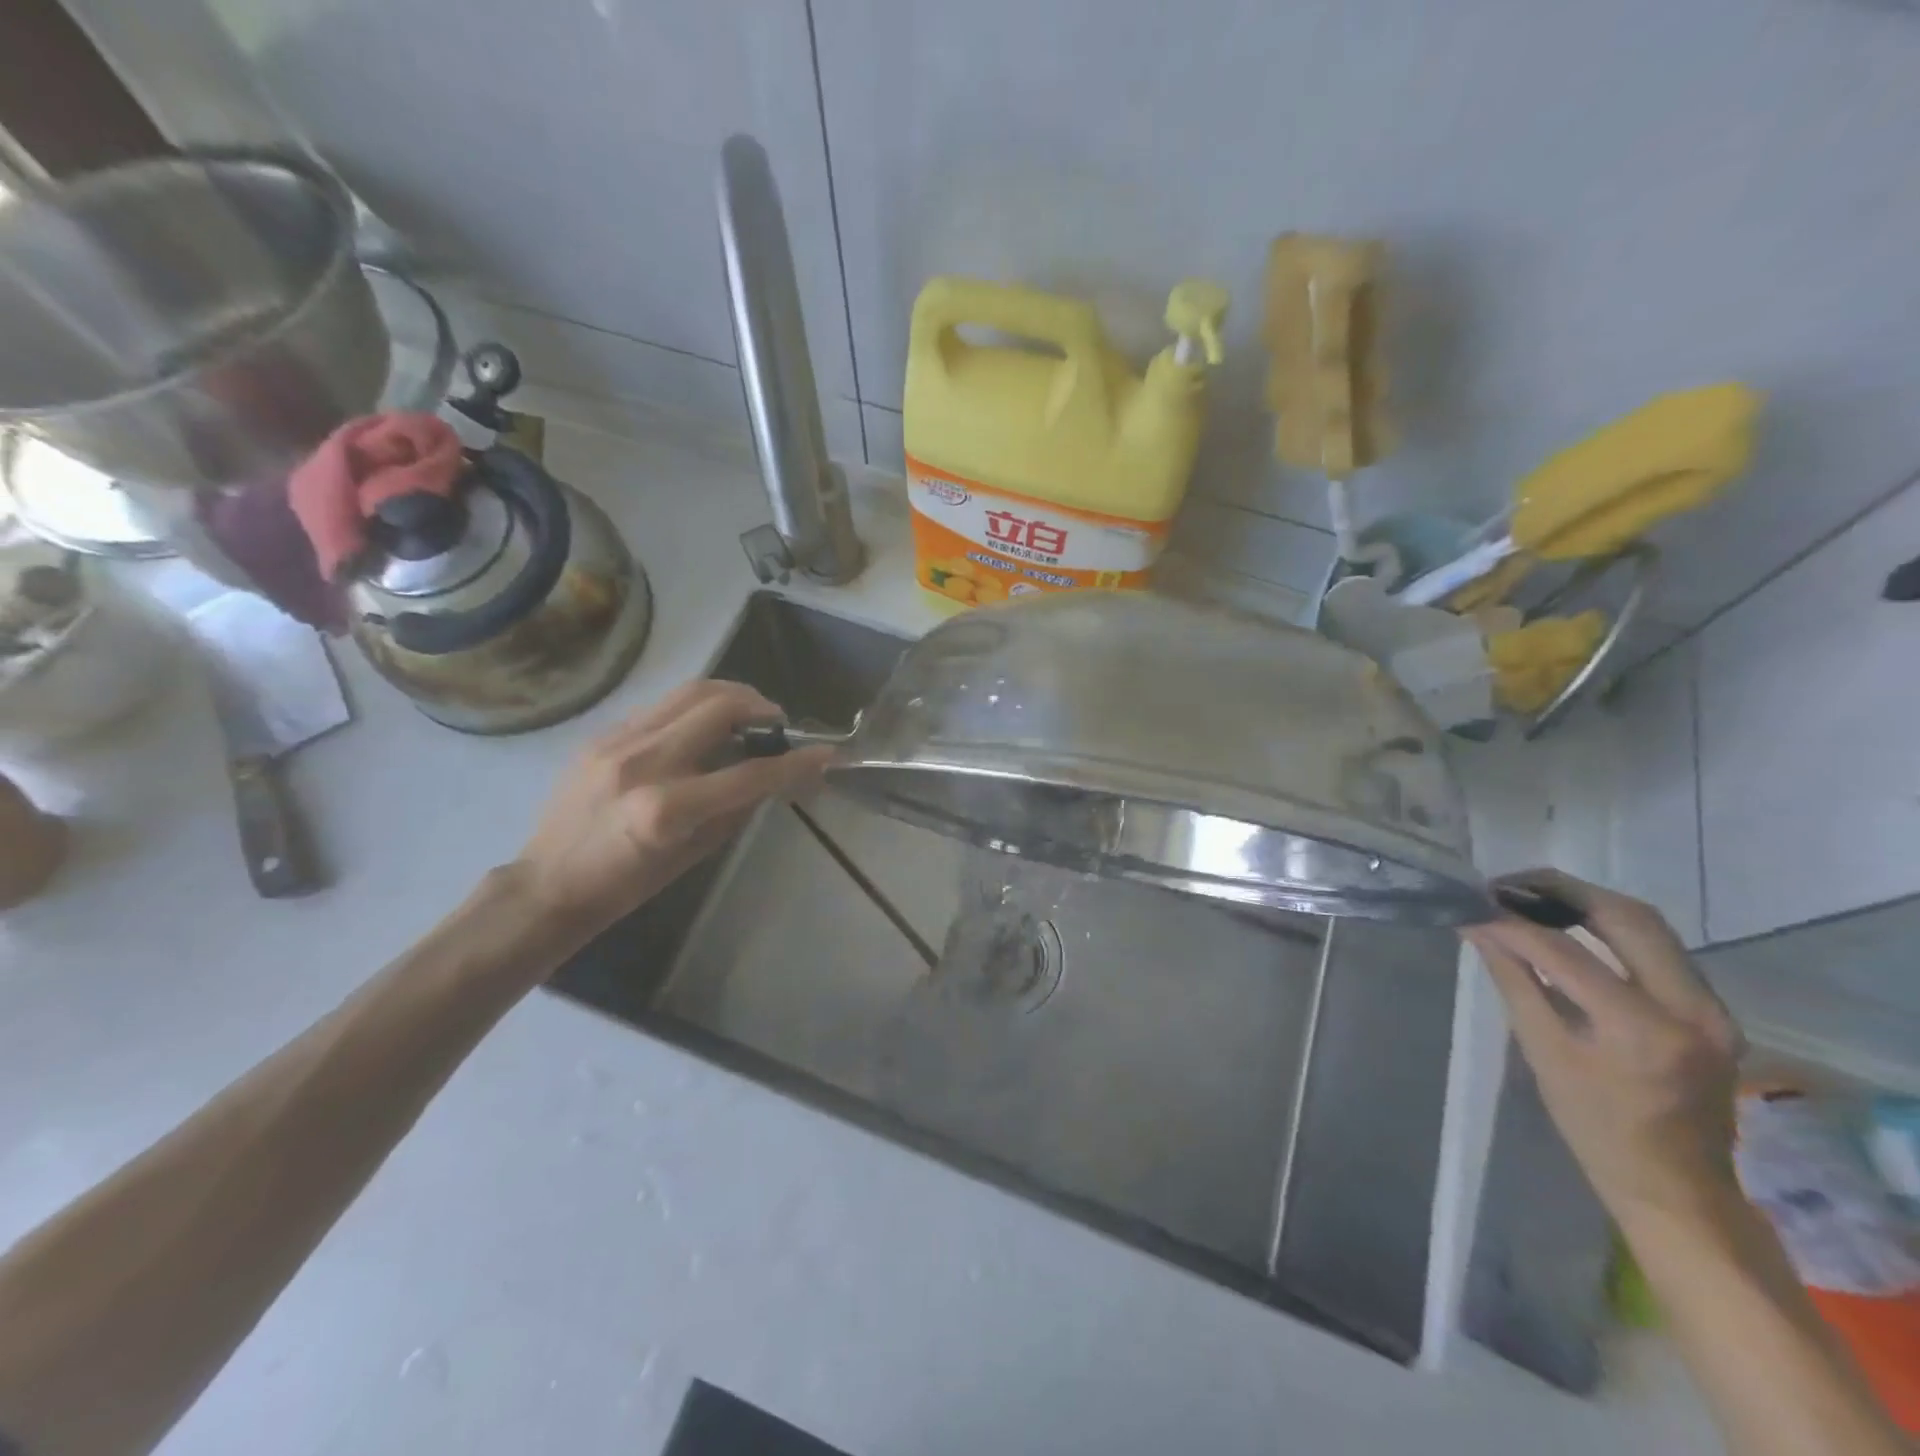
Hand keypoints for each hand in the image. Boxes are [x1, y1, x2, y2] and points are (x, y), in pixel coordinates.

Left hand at [512, 679, 831, 941]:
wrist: (547, 884)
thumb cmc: (627, 885)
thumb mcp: (693, 854)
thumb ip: (737, 807)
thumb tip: (774, 776)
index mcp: (667, 809)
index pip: (749, 773)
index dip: (795, 762)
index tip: (825, 753)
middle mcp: (643, 763)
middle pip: (718, 707)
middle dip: (760, 706)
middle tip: (776, 722)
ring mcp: (617, 742)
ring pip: (689, 692)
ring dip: (730, 695)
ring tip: (748, 711)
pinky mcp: (602, 734)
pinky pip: (662, 706)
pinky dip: (695, 708)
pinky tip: (704, 726)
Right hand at [1464, 870, 1745, 1230]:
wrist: (1676, 1186)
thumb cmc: (1594, 1128)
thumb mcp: (1542, 1052)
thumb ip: (1514, 980)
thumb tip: (1477, 927)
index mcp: (1642, 1031)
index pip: (1564, 954)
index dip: (1512, 923)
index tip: (1473, 904)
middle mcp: (1691, 1010)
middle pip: (1627, 918)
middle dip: (1561, 890)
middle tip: (1506, 884)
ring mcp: (1713, 1008)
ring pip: (1648, 925)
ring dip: (1586, 902)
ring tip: (1530, 896)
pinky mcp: (1713, 1009)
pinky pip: (1658, 948)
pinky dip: (1608, 926)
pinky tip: (1568, 925)